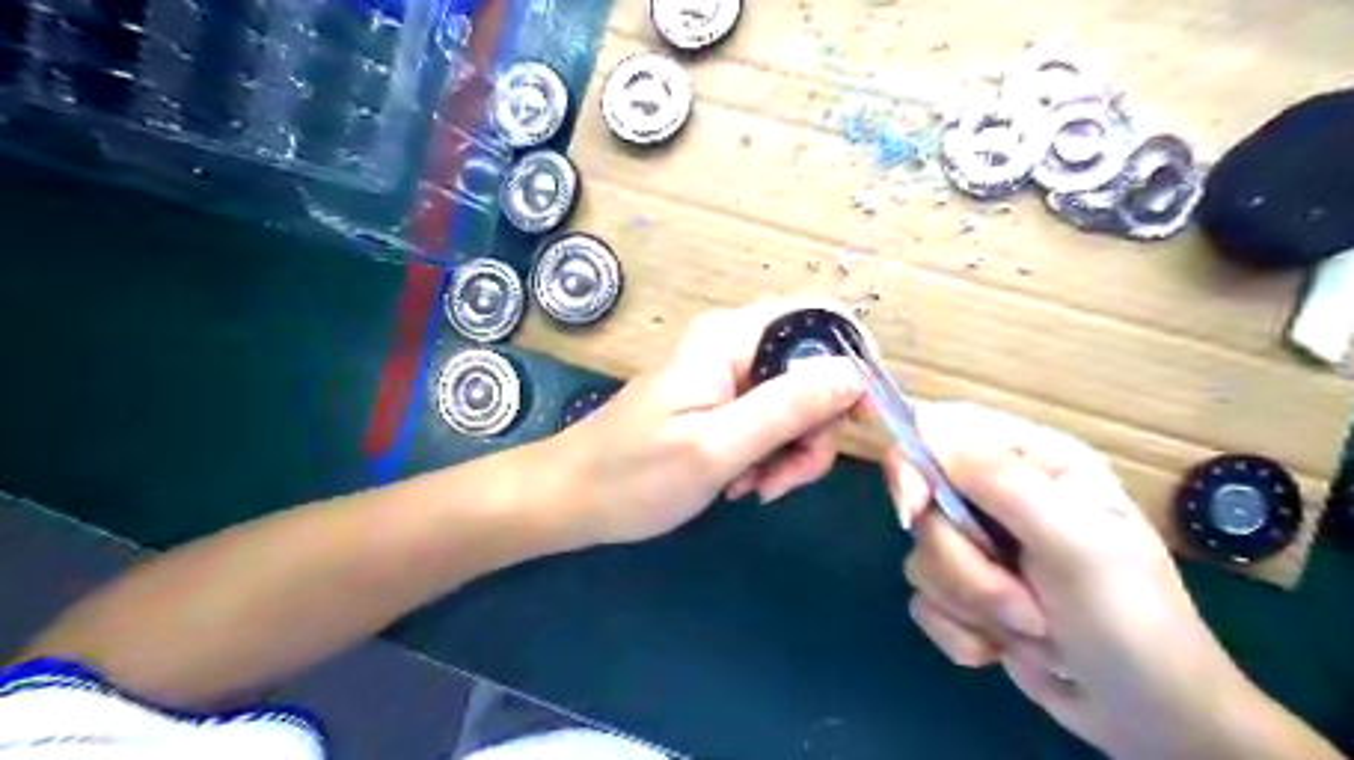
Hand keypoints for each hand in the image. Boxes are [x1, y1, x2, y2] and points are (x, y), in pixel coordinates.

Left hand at [549, 299, 865, 546]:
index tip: (857, 422)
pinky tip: (740, 484)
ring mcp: (727, 377)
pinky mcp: (721, 405)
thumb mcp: (716, 447)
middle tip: (782, 478)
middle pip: (813, 370)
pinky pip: (769, 422)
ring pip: (796, 403)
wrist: (571, 498)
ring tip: (752, 488)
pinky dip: (769, 456)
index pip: (819, 319)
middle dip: (814, 429)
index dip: (851, 363)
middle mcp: (733, 346)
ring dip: (790, 452)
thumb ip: (787, 406)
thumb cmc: (634, 476)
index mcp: (730, 339)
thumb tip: (855, 373)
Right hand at [897, 401, 1264, 757]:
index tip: (913, 510)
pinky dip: (962, 632)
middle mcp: (997, 495)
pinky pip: (924, 600)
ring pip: (922, 557)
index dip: (913, 461)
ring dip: (972, 604)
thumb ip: (1001, 482)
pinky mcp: (964, 592)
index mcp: (1032, 462)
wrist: (1149, 718)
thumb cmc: (1129, 618)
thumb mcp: (1076, 542)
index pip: (943, 429)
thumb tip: (927, 436)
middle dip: (963, 563)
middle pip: (924, 505)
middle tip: (1021, 600)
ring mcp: (978, 545)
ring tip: (1032, 629)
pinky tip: (1003, 649)